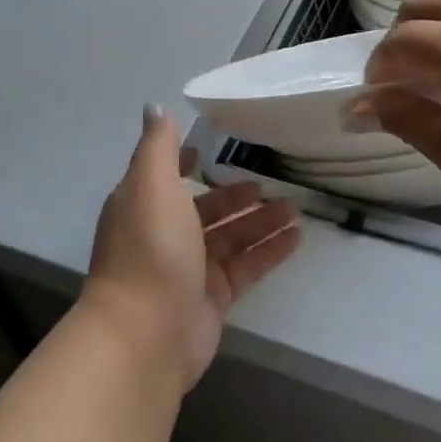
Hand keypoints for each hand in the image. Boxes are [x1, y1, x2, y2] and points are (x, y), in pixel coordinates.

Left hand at [81, 105, 300, 392]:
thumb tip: (154, 108)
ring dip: (261, 221)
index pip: (167, 177)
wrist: (145, 333)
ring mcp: (189, 269)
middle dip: (236, 196)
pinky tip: (296, 238)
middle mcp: (164, 235)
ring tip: (296, 208)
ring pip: (231, 238)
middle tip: (271, 184)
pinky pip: (247, 267)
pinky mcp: (213, 298)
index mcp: (144, 206)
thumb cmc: (149, 248)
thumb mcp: (151, 185)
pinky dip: (269, 251)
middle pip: (206, 209)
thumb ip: (158, 146)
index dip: (184, 162)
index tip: (209, 148)